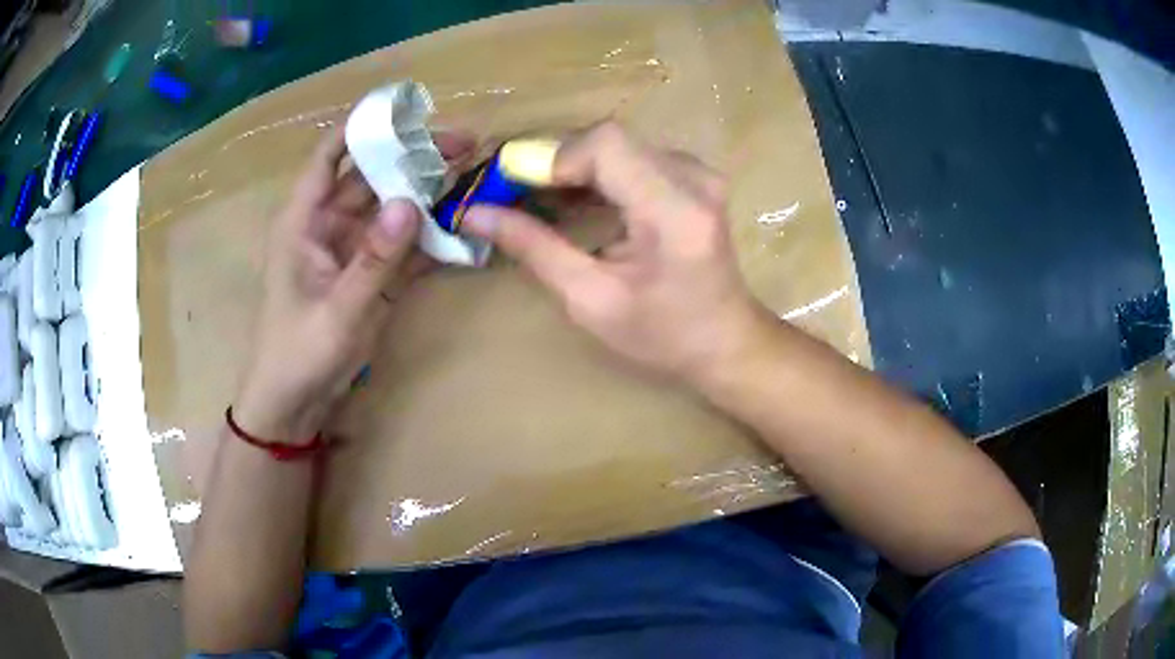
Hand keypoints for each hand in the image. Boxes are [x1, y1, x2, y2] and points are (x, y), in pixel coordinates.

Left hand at [234, 126, 472, 442]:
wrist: (295, 403)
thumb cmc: (298, 353)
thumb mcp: (337, 310)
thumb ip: (373, 260)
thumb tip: (411, 204)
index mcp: (304, 220)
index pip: (331, 155)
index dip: (364, 127)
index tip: (410, 110)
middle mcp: (329, 224)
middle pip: (373, 176)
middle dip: (415, 157)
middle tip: (466, 144)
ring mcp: (353, 249)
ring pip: (393, 206)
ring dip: (429, 191)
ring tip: (474, 173)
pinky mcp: (371, 274)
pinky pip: (404, 244)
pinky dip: (431, 234)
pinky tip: (464, 222)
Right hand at [462, 122, 767, 383]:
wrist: (726, 342)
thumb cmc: (662, 336)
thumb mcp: (590, 300)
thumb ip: (534, 248)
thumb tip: (475, 213)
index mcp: (674, 210)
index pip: (606, 144)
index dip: (551, 157)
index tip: (512, 189)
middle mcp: (693, 178)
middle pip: (608, 139)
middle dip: (554, 162)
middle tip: (513, 195)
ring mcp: (698, 173)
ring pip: (616, 144)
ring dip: (571, 166)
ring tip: (536, 200)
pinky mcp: (693, 176)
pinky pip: (632, 156)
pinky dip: (595, 172)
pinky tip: (572, 199)